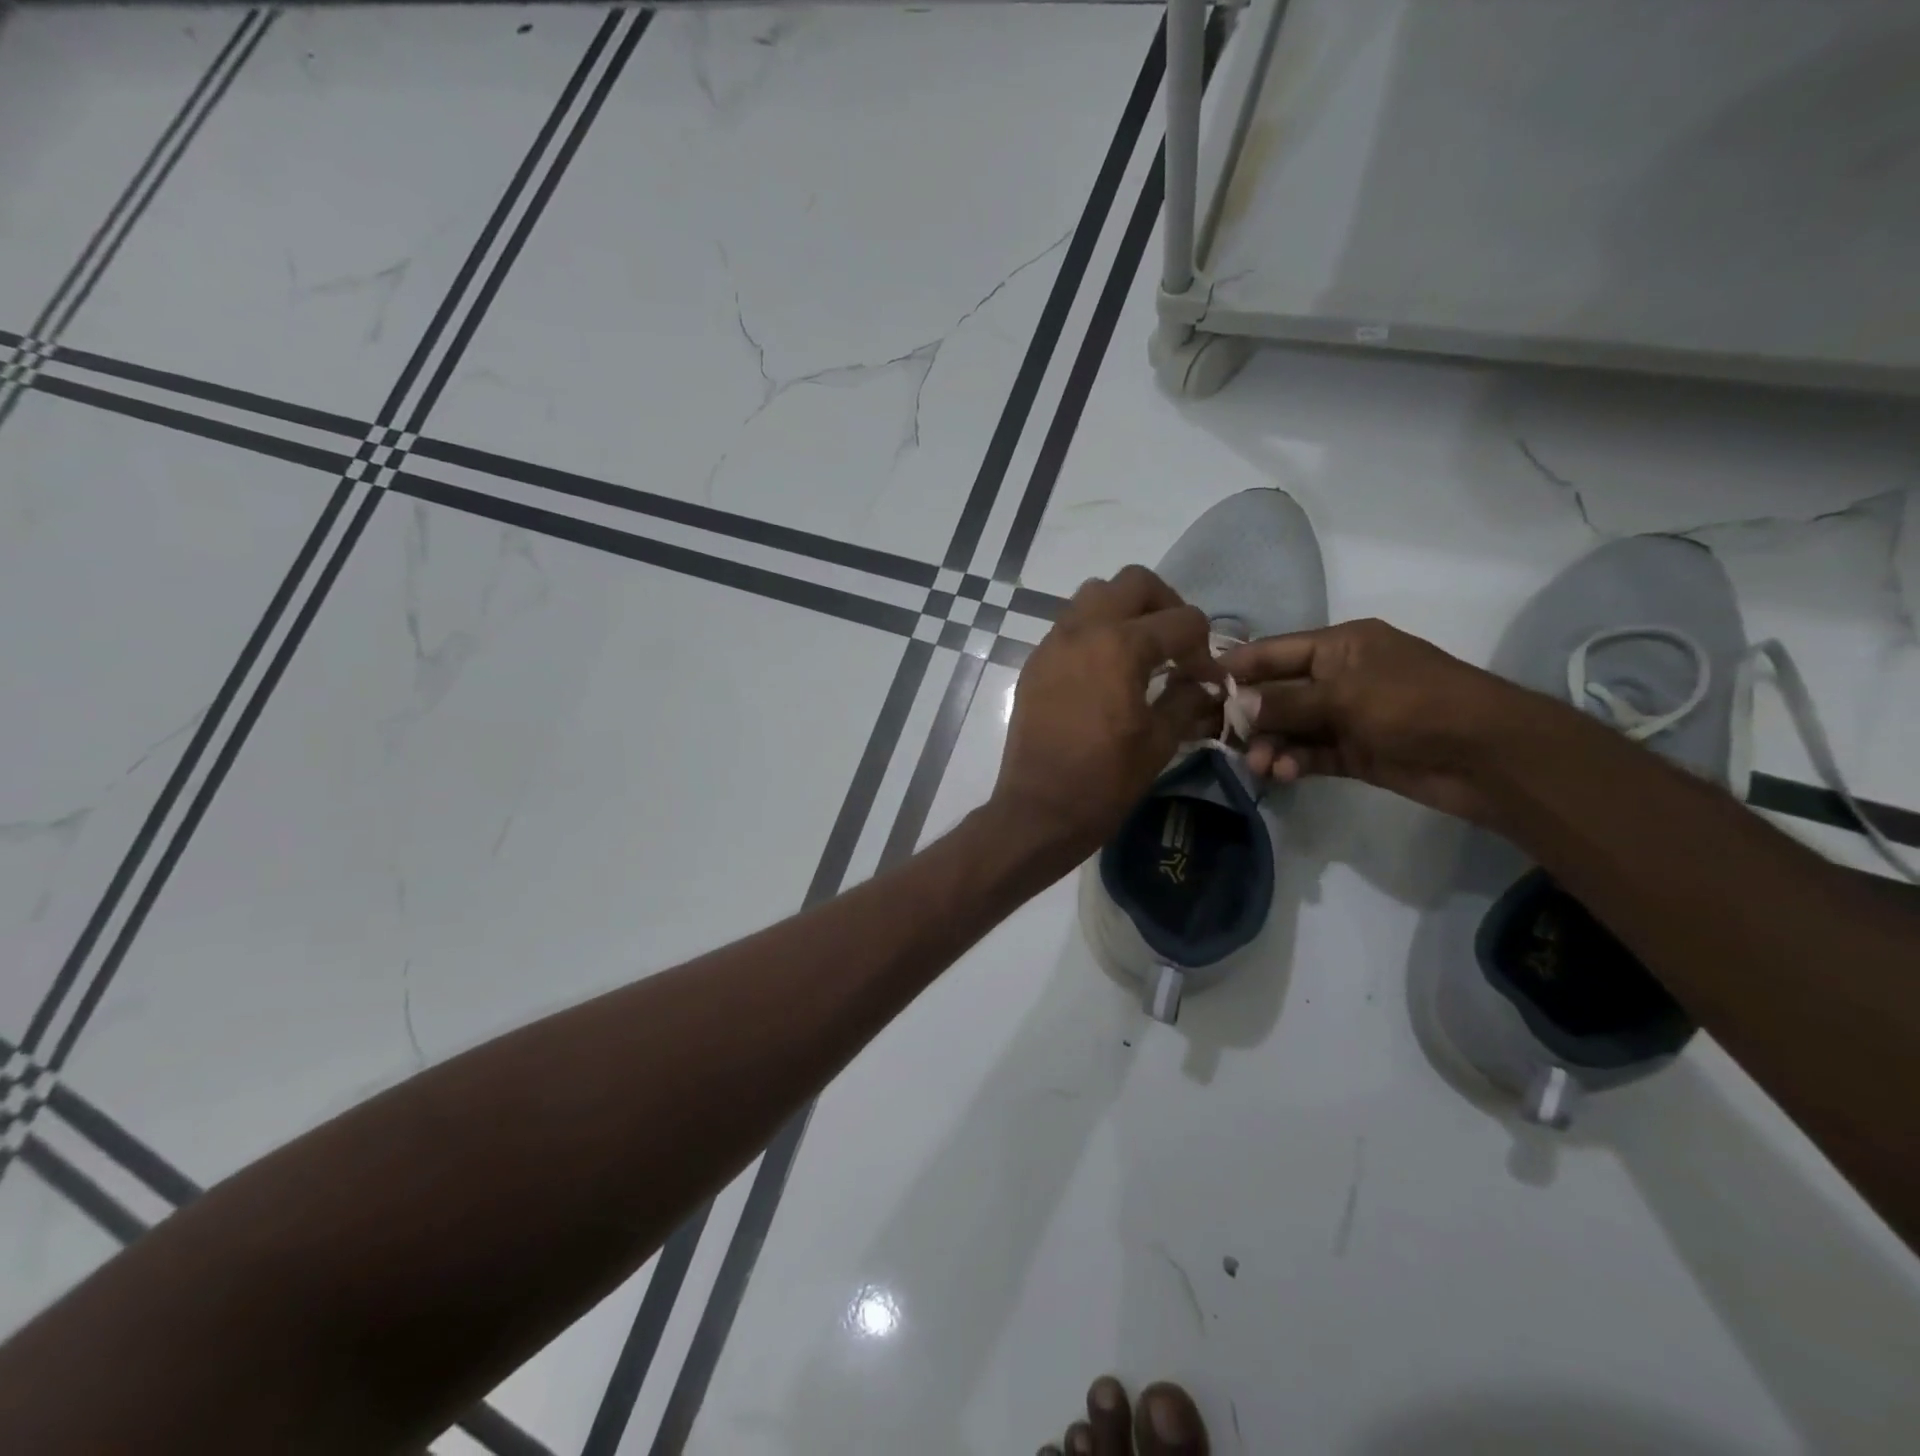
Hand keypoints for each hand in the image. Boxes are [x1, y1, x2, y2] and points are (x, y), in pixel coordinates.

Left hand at [994, 566, 1221, 862]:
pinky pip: (1070, 625)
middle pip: (1133, 582)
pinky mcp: (1035, 663)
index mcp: (1120, 646)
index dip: (1204, 648)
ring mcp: (1052, 644)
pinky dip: (1095, 632)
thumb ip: (1186, 700)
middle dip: (1164, 604)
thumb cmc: (1104, 780)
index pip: (1182, 620)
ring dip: (1125, 611)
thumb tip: (1203, 684)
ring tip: (1140, 651)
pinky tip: (1106, 672)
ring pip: (1095, 595)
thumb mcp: (1159, 741)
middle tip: (1175, 644)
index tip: (1206, 679)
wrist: (1039, 809)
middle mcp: (1083, 630)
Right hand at [1218, 619, 1536, 827]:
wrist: (1487, 756)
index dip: (1238, 668)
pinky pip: (1310, 754)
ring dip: (1270, 744)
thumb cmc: (1415, 704)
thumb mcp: (1346, 695)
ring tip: (1258, 764)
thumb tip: (1237, 705)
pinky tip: (1280, 773)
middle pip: (1278, 692)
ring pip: (1291, 727)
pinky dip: (1293, 762)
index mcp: (1340, 646)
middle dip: (1249, 714)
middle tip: (1217, 736)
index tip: (1197, 686)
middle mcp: (1339, 677)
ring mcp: (1348, 716)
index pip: (1275, 651)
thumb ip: (1287, 701)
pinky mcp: (1355, 752)